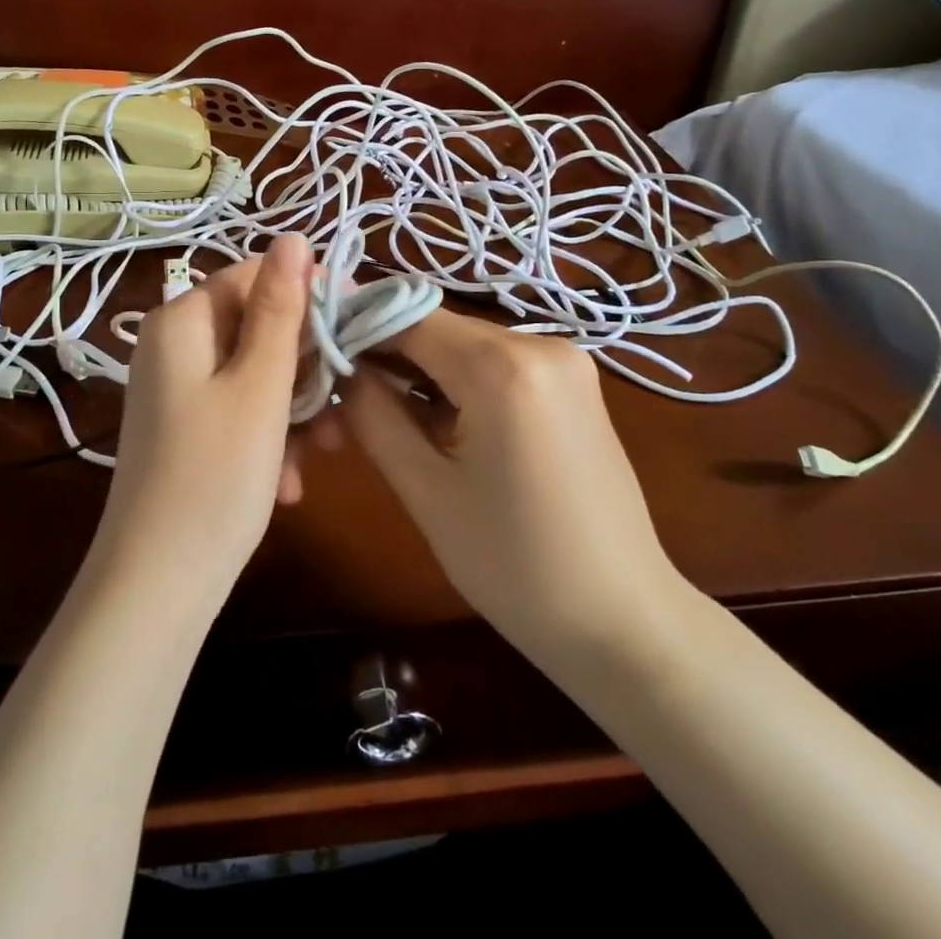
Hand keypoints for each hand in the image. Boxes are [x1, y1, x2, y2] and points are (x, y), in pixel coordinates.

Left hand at [91, 234, 312, 600]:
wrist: (157, 587)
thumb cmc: (216, 476)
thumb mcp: (259, 386)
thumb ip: (279, 308)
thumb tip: (292, 238)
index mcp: (181, 322)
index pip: (253, 277)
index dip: (306, 297)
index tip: (353, 328)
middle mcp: (171, 348)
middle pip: (254, 329)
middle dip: (303, 367)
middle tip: (342, 407)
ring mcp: (175, 392)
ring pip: (253, 376)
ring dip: (293, 410)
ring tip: (322, 454)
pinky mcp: (183, 431)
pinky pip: (236, 413)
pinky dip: (268, 439)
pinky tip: (288, 485)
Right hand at [337, 309, 689, 662]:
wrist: (625, 622)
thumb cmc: (516, 567)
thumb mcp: (426, 490)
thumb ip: (374, 414)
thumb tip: (341, 368)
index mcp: (504, 366)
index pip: (406, 317)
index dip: (355, 330)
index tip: (316, 359)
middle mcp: (540, 343)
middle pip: (436, 328)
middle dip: (386, 356)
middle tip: (344, 403)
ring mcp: (565, 360)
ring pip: (464, 345)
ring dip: (420, 371)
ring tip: (386, 419)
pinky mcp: (574, 382)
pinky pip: (496, 363)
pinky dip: (459, 383)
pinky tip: (440, 425)